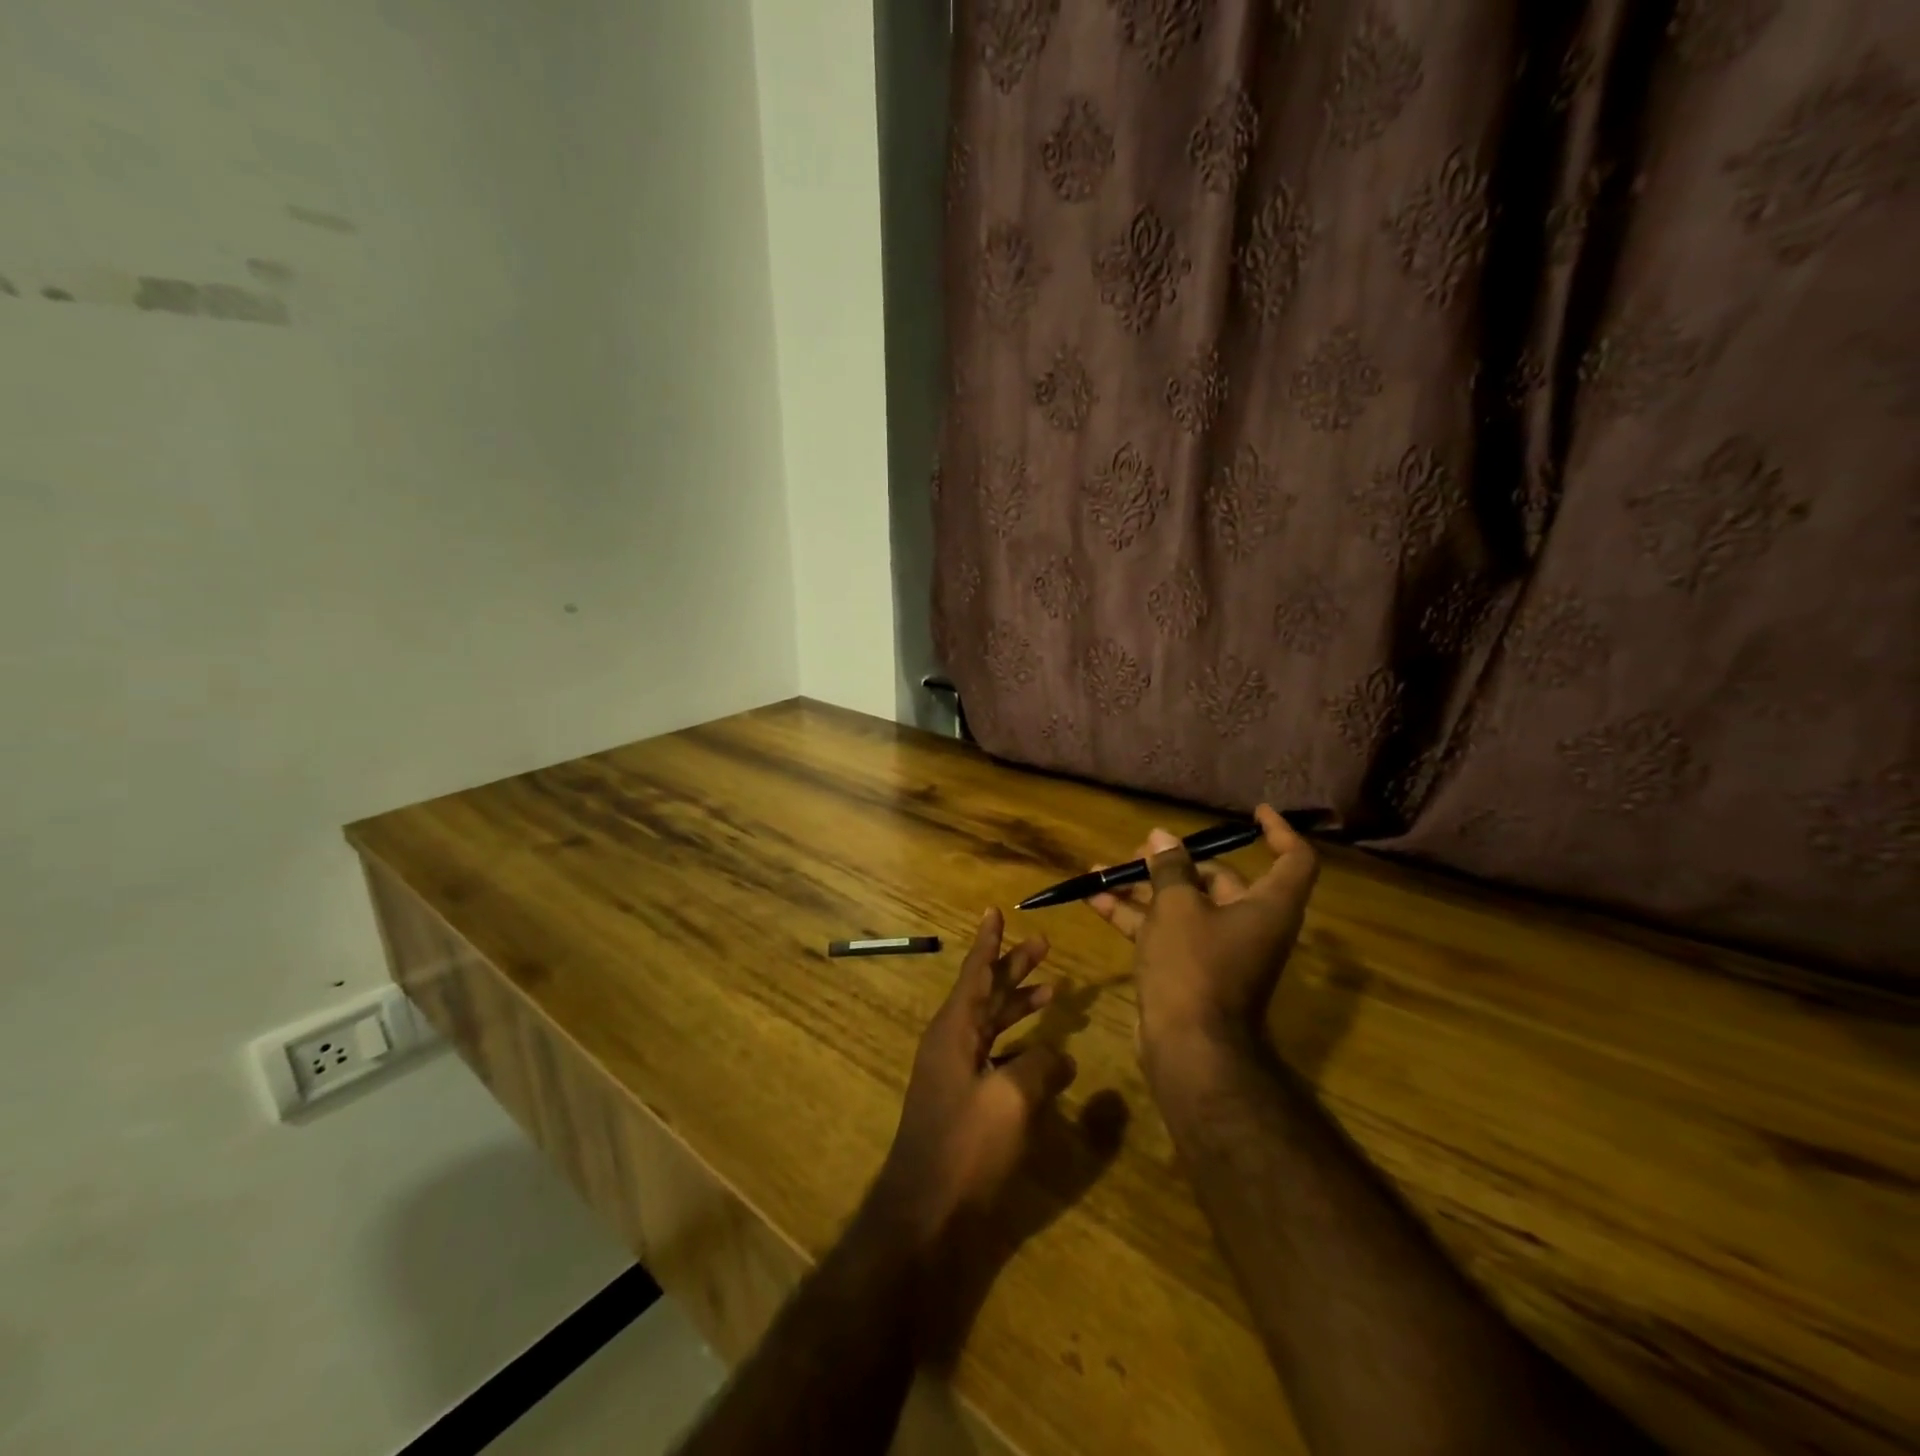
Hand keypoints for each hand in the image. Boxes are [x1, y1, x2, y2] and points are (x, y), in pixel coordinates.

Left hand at [869, 909, 1076, 1246]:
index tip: (995, 912)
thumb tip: (1061, 1056)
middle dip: (1014, 968)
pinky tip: (1049, 1056)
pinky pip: (996, 1057)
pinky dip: (1022, 1048)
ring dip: (1021, 1006)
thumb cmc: (965, 1146)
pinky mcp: (965, 1101)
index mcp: (954, 1030)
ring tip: (1055, 990)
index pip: (975, 973)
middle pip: (987, 993)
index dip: (989, 942)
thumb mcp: (1011, 1099)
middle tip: (1044, 945)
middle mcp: (951, 1043)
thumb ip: (1040, 1067)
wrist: (924, 1213)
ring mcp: (956, 1073)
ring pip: (992, 1024)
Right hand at [1088, 804, 1316, 1080]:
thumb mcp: (1177, 907)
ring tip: (1102, 870)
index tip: (1254, 813)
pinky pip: (1164, 931)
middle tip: (1139, 850)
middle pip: (1220, 880)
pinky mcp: (1190, 970)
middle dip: (1176, 862)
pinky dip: (1135, 915)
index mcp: (1267, 906)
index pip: (1293, 859)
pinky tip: (1094, 898)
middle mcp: (1249, 924)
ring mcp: (1218, 950)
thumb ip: (1169, 868)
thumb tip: (1161, 839)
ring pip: (1183, 906)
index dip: (1278, 831)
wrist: (1189, 1048)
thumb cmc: (1194, 966)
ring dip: (1144, 888)